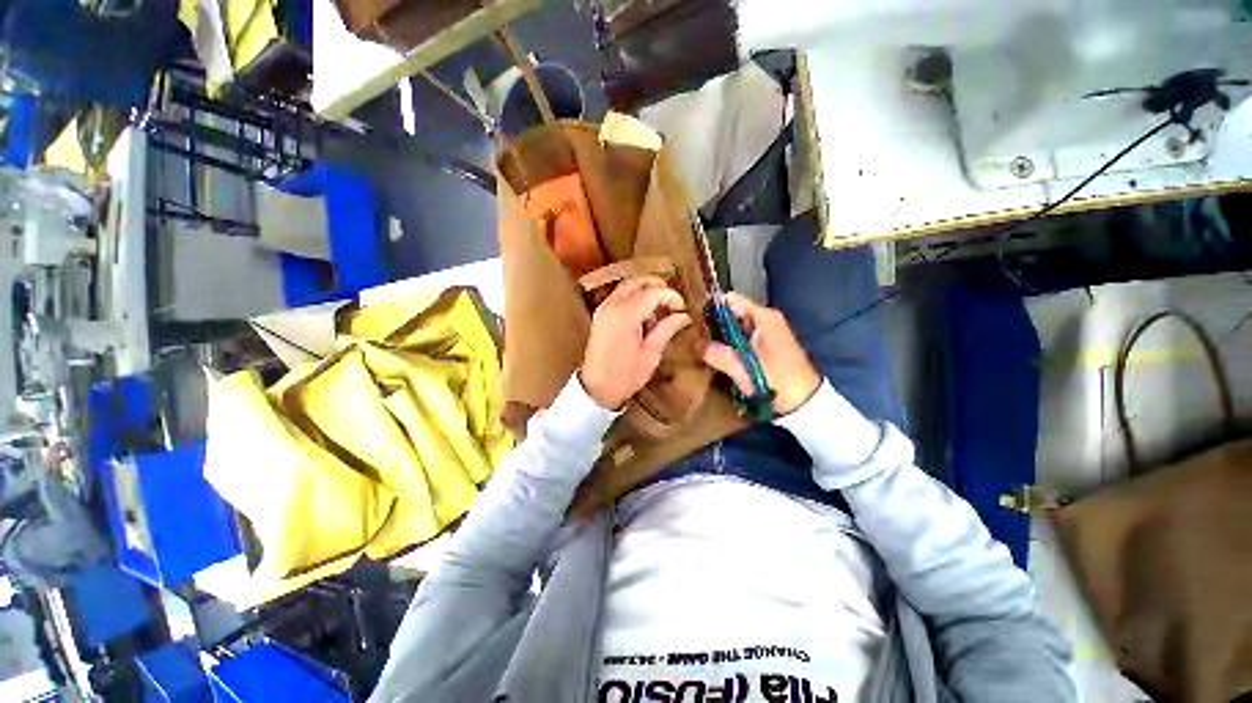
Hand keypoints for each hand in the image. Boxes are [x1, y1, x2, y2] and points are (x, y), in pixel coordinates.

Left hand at [580, 276, 691, 409]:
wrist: (596, 389)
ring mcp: (603, 309)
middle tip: (672, 303)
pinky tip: (642, 318)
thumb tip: (684, 316)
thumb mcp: (651, 353)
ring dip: (644, 292)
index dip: (671, 297)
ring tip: (658, 313)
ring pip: (626, 286)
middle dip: (657, 287)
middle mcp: (612, 305)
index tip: (683, 309)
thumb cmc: (625, 375)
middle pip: (637, 281)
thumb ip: (667, 329)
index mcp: (626, 314)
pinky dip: (633, 299)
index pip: (653, 292)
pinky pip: (618, 297)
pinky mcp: (600, 315)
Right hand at [701, 292, 820, 414]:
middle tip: (691, 333)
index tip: (691, 317)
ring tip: (697, 342)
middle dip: (711, 321)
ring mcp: (766, 331)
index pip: (731, 300)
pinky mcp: (765, 344)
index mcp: (764, 317)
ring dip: (718, 333)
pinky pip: (741, 336)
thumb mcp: (745, 369)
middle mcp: (765, 318)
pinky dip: (728, 341)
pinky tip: (714, 351)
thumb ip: (719, 355)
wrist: (806, 404)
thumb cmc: (777, 382)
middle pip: (731, 311)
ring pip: (735, 325)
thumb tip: (694, 344)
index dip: (710, 306)